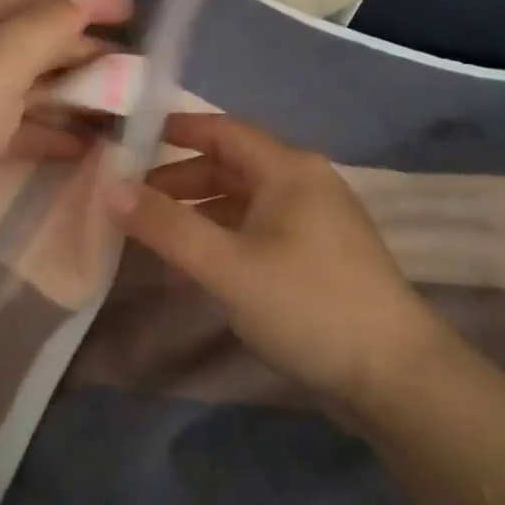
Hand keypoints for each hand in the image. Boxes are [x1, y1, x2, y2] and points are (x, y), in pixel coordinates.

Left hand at [0, 0, 133, 251]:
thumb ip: (48, 24)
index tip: (136, 12)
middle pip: (42, 41)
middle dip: (89, 49)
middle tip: (139, 65)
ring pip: (37, 87)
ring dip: (78, 93)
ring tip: (125, 105)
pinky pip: (25, 129)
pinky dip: (56, 133)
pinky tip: (89, 145)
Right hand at [111, 113, 447, 412]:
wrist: (394, 374)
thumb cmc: (307, 305)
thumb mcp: (228, 265)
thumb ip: (168, 226)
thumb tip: (111, 189)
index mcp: (288, 169)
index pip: (222, 130)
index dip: (175, 129)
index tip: (128, 137)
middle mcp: (305, 183)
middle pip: (232, 165)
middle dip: (180, 177)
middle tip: (130, 198)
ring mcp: (317, 221)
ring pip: (245, 201)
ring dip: (200, 210)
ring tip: (154, 232)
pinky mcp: (320, 256)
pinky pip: (260, 230)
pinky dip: (224, 236)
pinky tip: (199, 262)